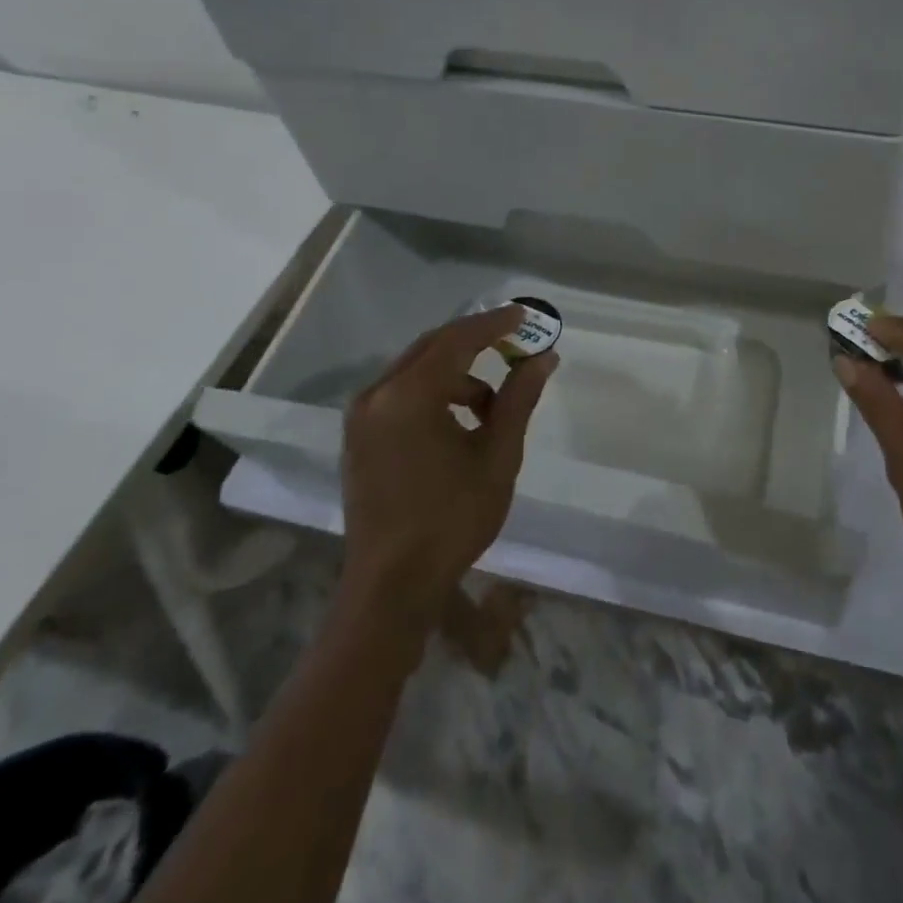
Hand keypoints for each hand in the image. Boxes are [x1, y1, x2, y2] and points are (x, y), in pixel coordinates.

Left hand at [339, 306, 557, 621]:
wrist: (391, 587)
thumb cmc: (451, 519)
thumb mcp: (497, 455)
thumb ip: (519, 399)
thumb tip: (543, 358)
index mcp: (408, 395)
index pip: (457, 340)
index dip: (494, 324)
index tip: (525, 316)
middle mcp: (377, 395)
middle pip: (433, 347)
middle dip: (476, 342)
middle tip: (516, 344)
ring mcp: (362, 417)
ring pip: (417, 371)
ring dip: (457, 373)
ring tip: (494, 403)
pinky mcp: (359, 437)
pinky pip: (402, 394)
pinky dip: (435, 393)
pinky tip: (461, 421)